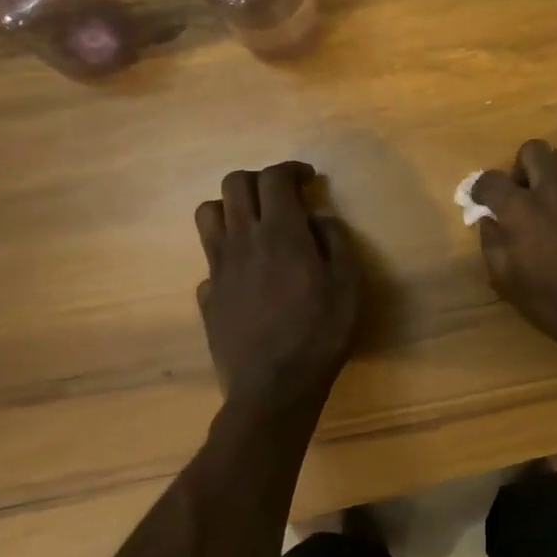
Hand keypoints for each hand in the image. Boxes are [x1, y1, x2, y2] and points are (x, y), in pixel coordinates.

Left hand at [194, 162, 360, 406]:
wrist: (274, 387)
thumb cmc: (320, 333)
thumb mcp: (350, 285)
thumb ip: (336, 241)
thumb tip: (319, 218)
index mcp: (280, 233)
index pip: (275, 178)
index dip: (291, 169)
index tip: (308, 179)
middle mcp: (242, 240)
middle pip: (234, 184)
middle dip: (259, 179)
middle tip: (282, 197)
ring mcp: (218, 268)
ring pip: (209, 213)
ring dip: (232, 208)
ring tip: (255, 225)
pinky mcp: (207, 295)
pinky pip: (209, 259)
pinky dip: (227, 255)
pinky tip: (246, 275)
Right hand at [471, 141, 556, 373]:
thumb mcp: (511, 283)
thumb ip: (493, 244)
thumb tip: (488, 220)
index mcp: (523, 209)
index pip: (492, 180)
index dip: (480, 189)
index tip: (479, 201)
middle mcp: (554, 189)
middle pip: (532, 151)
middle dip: (519, 169)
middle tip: (517, 197)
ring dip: (547, 172)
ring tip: (544, 204)